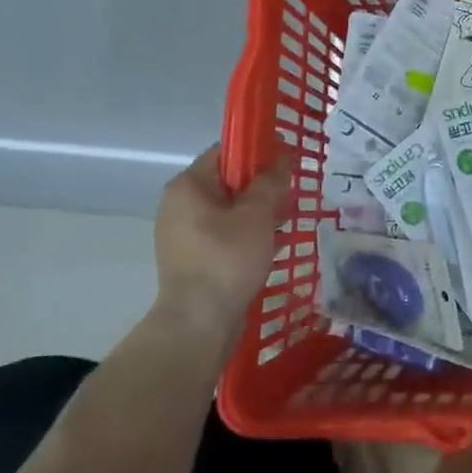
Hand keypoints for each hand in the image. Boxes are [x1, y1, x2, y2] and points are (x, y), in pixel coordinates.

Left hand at [152, 146, 290, 341]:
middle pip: (228, 180)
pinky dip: (248, 232)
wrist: (199, 322)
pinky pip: (225, 232)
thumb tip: (283, 157)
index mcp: (188, 186)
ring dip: (258, 210)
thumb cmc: (227, 259)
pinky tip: (273, 243)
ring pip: (228, 209)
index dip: (259, 149)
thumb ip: (271, 182)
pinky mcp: (192, 258)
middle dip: (262, 184)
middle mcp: (179, 204)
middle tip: (292, 192)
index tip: (288, 158)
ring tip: (287, 219)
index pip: (226, 151)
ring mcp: (183, 233)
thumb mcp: (257, 215)